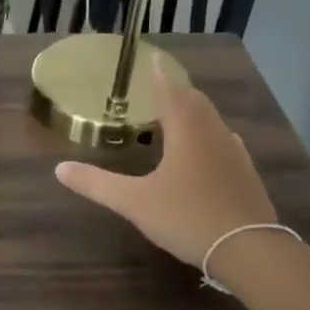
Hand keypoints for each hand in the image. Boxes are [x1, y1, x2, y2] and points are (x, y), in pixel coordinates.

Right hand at [55, 58, 275, 267]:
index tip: (152, 58)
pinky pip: (223, 142)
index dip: (160, 74)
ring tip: (176, 114)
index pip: (171, 90)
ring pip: (212, 121)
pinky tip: (205, 149)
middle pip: (195, 101)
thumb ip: (97, 184)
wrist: (249, 251)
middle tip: (159, 86)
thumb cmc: (187, 217)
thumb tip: (59, 168)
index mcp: (186, 131)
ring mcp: (234, 153)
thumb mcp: (134, 202)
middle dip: (176, 90)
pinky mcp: (245, 174)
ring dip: (193, 112)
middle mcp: (213, 133)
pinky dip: (208, 135)